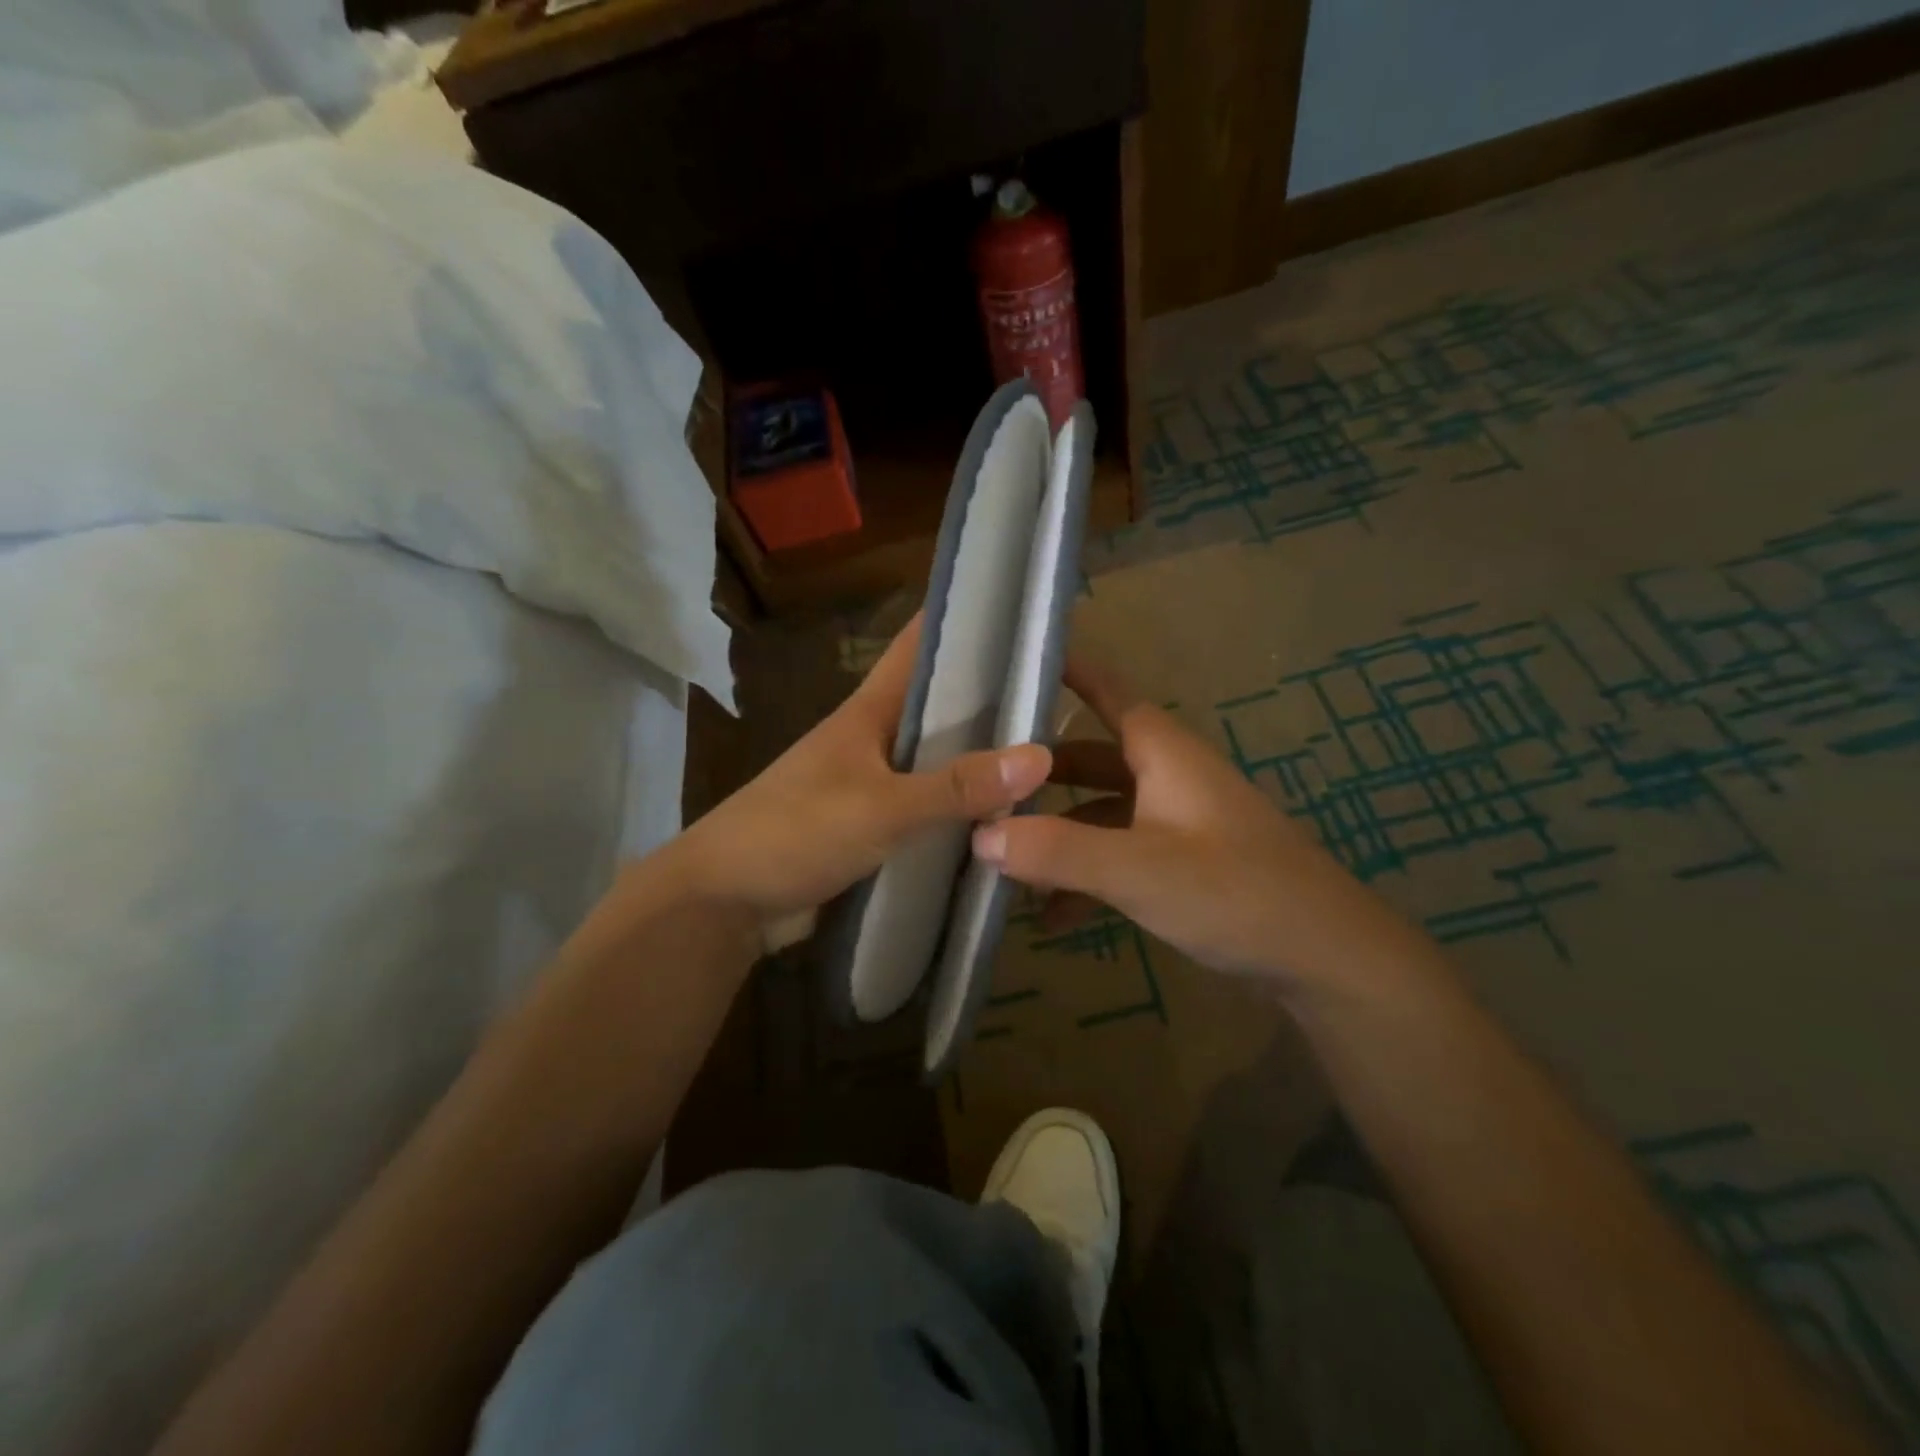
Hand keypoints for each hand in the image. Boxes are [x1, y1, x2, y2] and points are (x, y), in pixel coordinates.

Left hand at [672, 616, 1052, 930]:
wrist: (725, 901)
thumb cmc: (794, 833)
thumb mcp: (881, 808)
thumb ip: (956, 787)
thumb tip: (1042, 756)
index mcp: (869, 711)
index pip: (920, 646)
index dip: (965, 619)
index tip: (1023, 608)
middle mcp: (875, 738)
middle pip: (940, 706)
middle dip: (993, 698)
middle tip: (1063, 694)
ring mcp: (873, 784)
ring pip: (938, 760)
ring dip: (981, 760)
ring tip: (1053, 752)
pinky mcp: (873, 827)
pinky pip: (928, 808)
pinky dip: (961, 809)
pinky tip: (1005, 816)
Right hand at [971, 654, 1417, 990]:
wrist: (1328, 960)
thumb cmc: (1235, 893)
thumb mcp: (1138, 869)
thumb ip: (1057, 850)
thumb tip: (980, 833)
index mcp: (1164, 754)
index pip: (1110, 692)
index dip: (1069, 672)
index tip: (1018, 662)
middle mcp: (1170, 777)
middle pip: (1094, 757)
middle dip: (1041, 771)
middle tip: (984, 780)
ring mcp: (1180, 823)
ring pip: (1104, 812)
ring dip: (1059, 834)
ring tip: (1005, 862)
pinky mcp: (1187, 865)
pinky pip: (1122, 856)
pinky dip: (1087, 875)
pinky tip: (1055, 917)